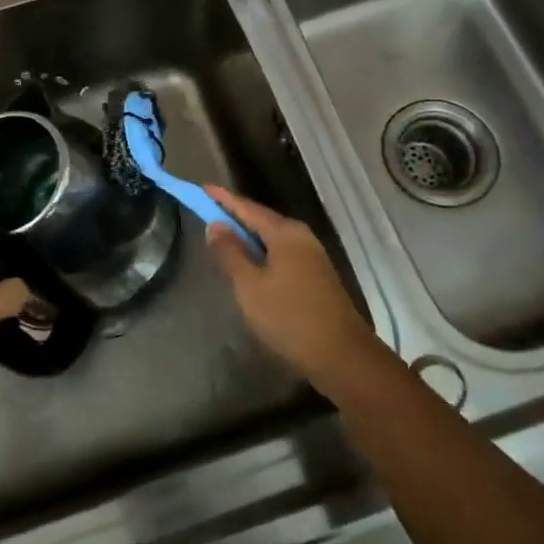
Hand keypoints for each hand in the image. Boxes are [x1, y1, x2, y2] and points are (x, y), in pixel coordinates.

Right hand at [204, 187, 387, 402]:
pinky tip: (250, 266)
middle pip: (261, 220)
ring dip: (247, 237)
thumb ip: (231, 253)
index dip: (222, 198)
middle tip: (207, 213)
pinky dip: (261, 253)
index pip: (247, 207)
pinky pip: (281, 254)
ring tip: (223, 239)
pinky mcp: (316, 276)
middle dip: (235, 216)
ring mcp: (312, 256)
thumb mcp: (250, 286)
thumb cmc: (289, 317)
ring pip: (272, 239)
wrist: (342, 356)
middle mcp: (301, 237)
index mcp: (285, 233)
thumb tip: (216, 225)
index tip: (201, 187)